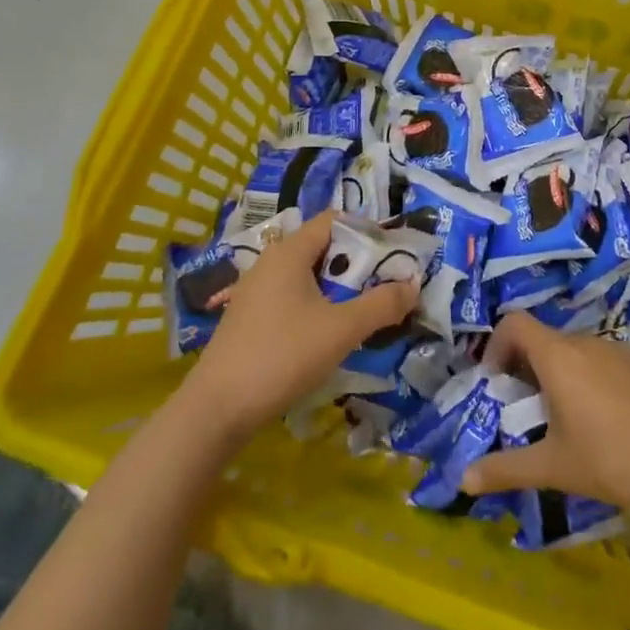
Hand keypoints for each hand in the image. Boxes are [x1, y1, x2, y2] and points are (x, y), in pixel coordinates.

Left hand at [179, 211, 417, 440]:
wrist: (216, 409)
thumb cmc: (282, 356)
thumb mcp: (341, 330)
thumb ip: (382, 304)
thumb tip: (413, 285)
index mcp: (289, 252)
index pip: (335, 220)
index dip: (367, 231)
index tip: (394, 256)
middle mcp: (270, 263)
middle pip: (323, 248)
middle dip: (358, 265)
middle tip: (386, 286)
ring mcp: (256, 292)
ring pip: (308, 277)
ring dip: (339, 289)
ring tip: (365, 312)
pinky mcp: (250, 319)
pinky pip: (293, 298)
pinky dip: (317, 306)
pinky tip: (330, 334)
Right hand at [462, 313, 629, 520]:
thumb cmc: (613, 460)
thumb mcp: (554, 467)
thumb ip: (506, 469)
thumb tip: (463, 479)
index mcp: (558, 356)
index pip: (514, 322)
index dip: (496, 345)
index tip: (496, 383)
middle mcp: (586, 342)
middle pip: (543, 339)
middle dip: (525, 369)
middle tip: (525, 412)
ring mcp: (618, 350)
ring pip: (574, 352)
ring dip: (558, 376)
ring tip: (563, 423)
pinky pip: (601, 362)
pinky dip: (588, 380)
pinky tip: (603, 424)